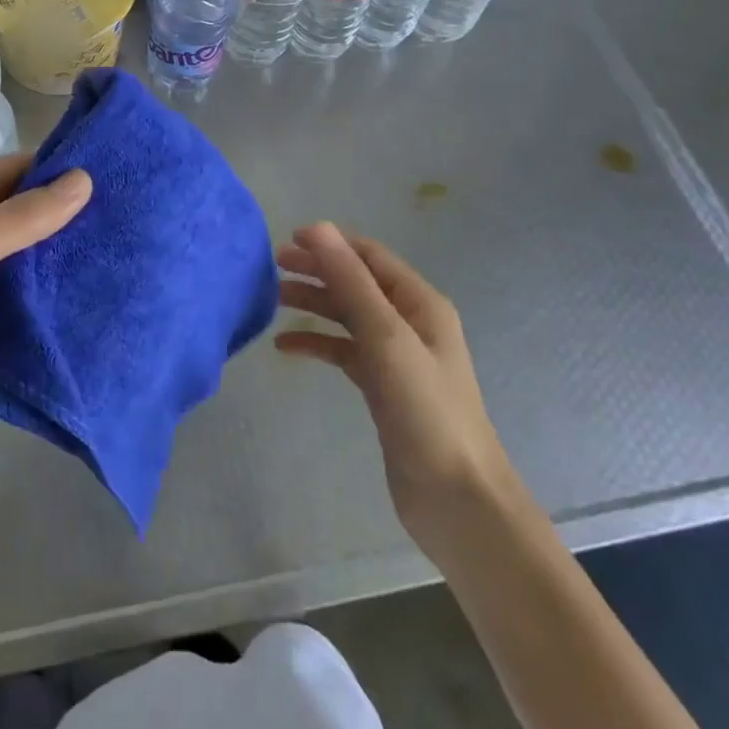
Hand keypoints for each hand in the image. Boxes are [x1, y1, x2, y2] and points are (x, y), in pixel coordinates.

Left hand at [0, 154, 90, 543]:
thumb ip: (17, 219)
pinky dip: (35, 302)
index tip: (108, 174)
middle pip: (10, 217)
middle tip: (121, 218)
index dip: (51, 170)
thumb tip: (82, 180)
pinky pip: (5, 304)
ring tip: (110, 257)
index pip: (4, 173)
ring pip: (11, 263)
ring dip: (50, 261)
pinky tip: (76, 303)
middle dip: (57, 217)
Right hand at [275, 223, 520, 559]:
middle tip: (270, 269)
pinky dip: (316, 343)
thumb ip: (351, 281)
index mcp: (419, 303)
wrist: (457, 500)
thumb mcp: (386, 337)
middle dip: (316, 271)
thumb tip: (317, 227)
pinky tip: (285, 347)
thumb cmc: (426, 411)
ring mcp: (395, 356)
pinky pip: (343, 351)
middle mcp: (409, 322)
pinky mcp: (382, 387)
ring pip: (346, 316)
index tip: (286, 240)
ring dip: (312, 304)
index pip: (369, 256)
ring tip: (271, 301)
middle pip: (355, 282)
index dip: (330, 244)